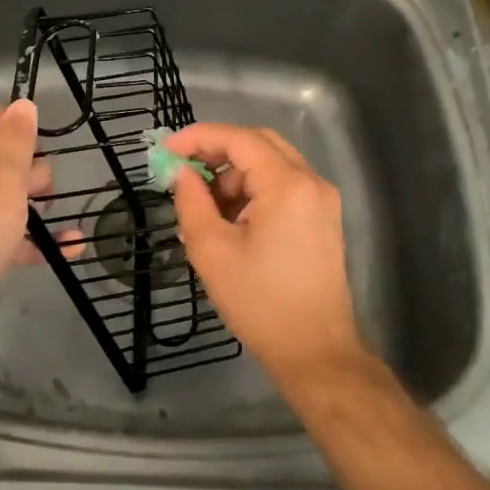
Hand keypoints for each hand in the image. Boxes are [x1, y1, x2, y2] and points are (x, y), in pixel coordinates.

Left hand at [0, 99, 50, 337]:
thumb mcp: (2, 174)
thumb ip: (16, 140)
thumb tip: (23, 103)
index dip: (19, 120)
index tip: (46, 131)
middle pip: (11, 162)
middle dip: (37, 168)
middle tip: (47, 184)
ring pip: (18, 200)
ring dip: (43, 204)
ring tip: (62, 208)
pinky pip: (24, 241)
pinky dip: (48, 242)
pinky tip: (74, 246)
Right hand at [165, 123, 366, 384]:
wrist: (315, 352)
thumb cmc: (260, 302)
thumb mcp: (212, 250)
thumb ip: (192, 201)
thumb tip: (181, 172)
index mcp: (287, 185)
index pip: (239, 139)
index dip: (199, 137)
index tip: (167, 151)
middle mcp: (311, 182)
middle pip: (259, 143)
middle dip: (218, 151)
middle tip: (185, 171)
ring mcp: (322, 199)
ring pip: (271, 163)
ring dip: (235, 174)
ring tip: (205, 208)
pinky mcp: (322, 217)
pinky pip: (283, 184)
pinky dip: (254, 190)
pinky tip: (231, 220)